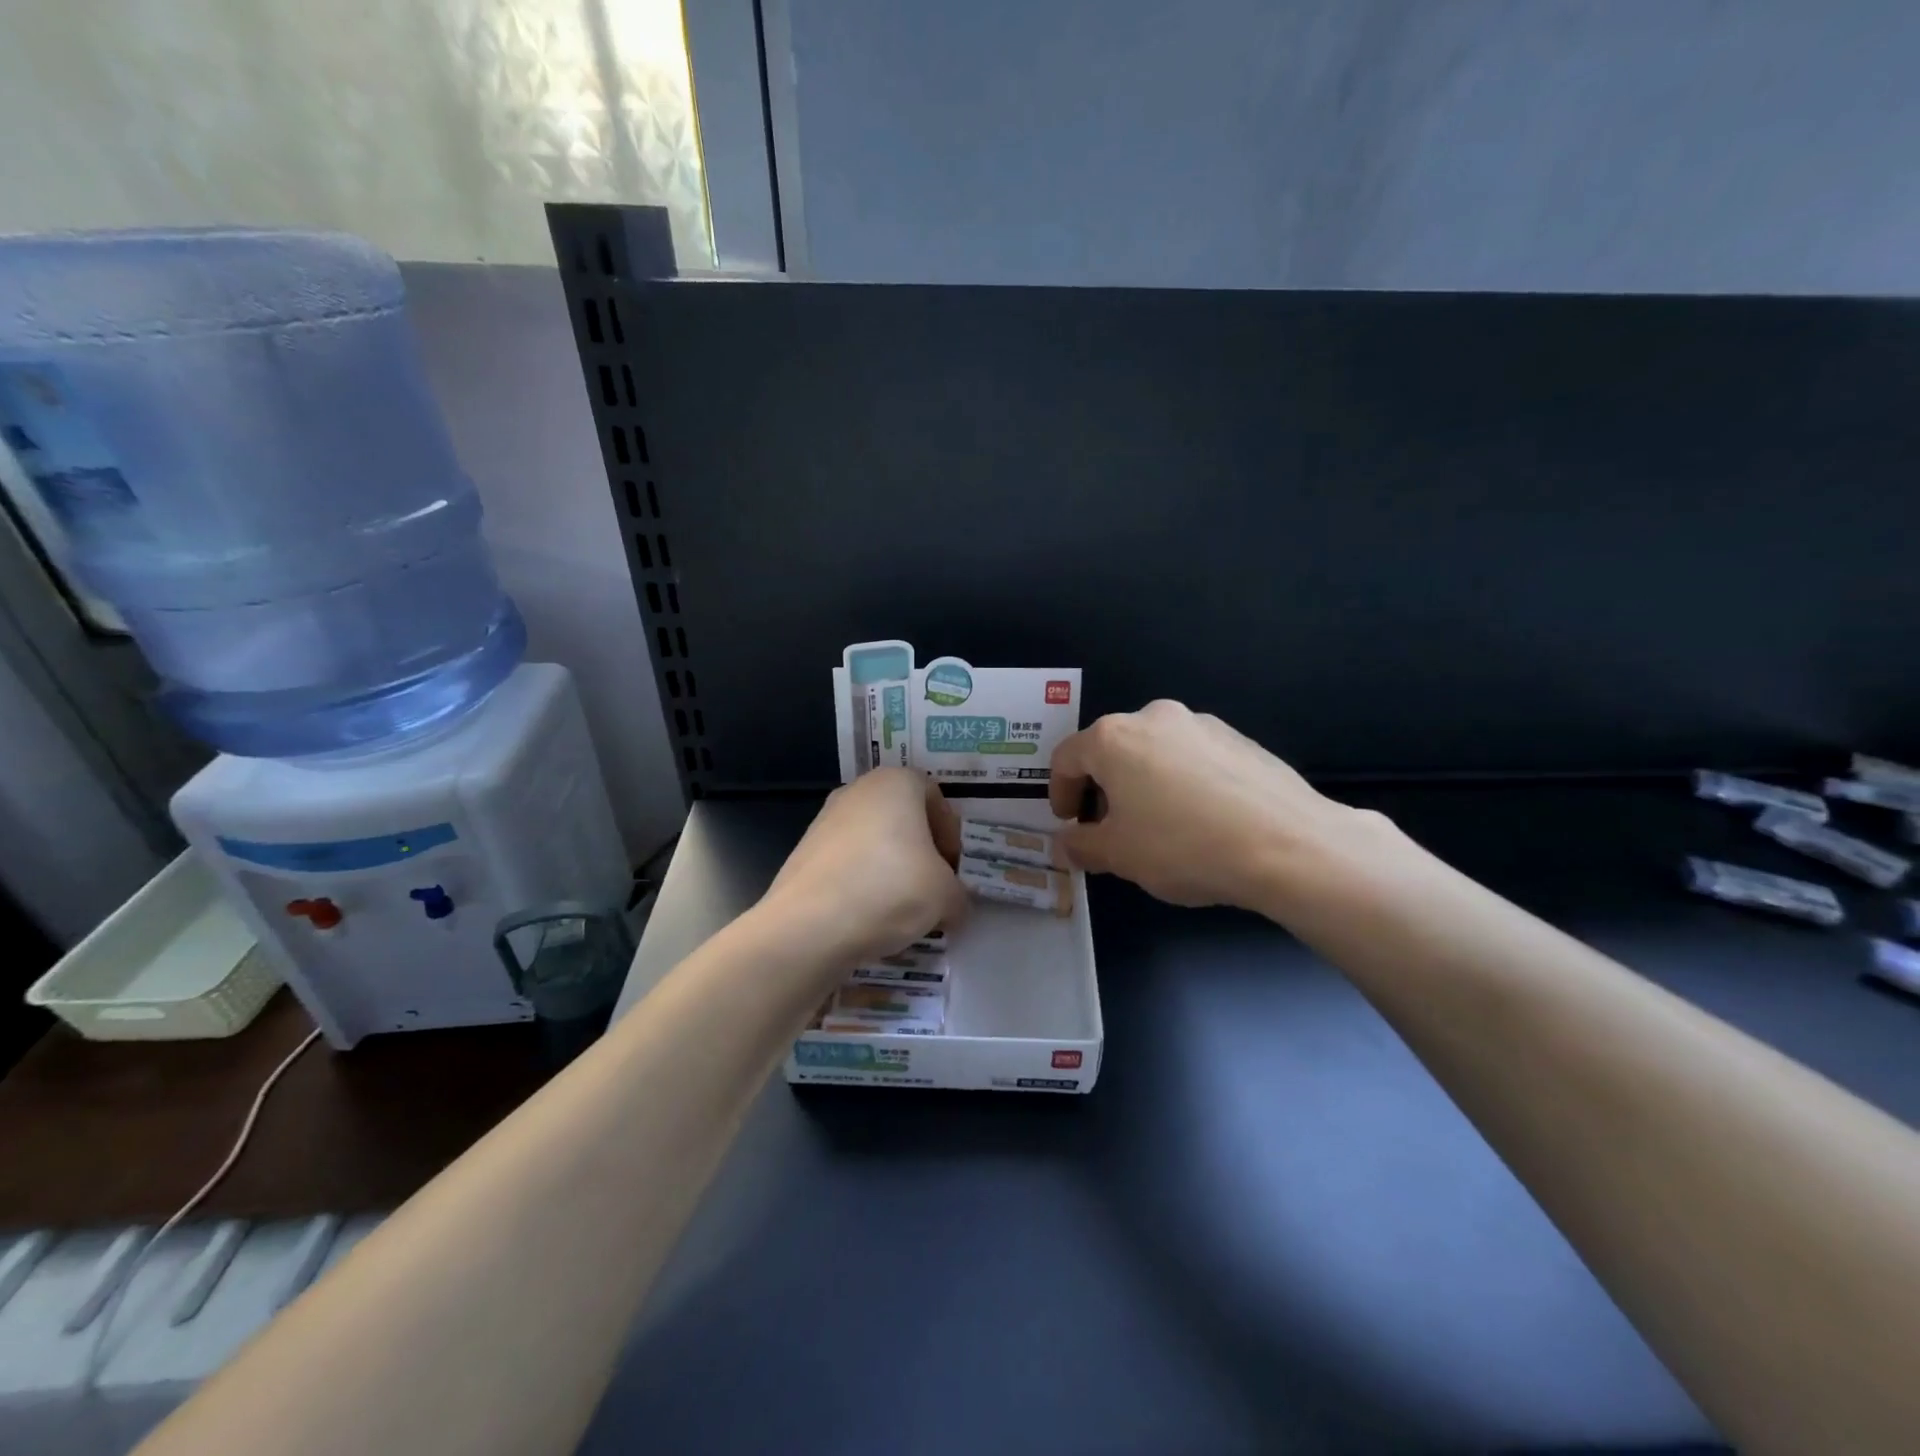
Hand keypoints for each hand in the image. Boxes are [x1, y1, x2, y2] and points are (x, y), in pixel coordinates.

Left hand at [760, 768, 966, 966]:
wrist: (809, 925)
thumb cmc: (890, 889)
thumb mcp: (946, 895)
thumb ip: (958, 895)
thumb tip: (954, 906)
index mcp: (896, 782)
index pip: (935, 797)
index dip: (950, 834)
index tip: (953, 869)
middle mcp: (858, 790)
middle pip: (903, 817)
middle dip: (921, 851)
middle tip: (932, 887)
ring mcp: (825, 819)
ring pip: (873, 840)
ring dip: (892, 868)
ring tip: (902, 908)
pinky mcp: (804, 852)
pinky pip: (847, 863)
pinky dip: (863, 882)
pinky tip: (870, 916)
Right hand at [1047, 699, 1377, 911]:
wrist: (1286, 845)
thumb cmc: (1183, 845)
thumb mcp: (1119, 856)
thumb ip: (1082, 845)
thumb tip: (1067, 843)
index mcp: (1114, 738)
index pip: (1066, 758)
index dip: (1059, 792)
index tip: (1068, 823)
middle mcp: (1154, 717)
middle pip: (1112, 750)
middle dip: (1102, 788)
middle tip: (1110, 828)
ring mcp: (1202, 724)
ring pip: (1154, 751)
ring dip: (1143, 783)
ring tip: (1158, 826)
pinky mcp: (1239, 739)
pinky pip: (1193, 758)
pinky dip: (1181, 782)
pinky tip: (1200, 819)